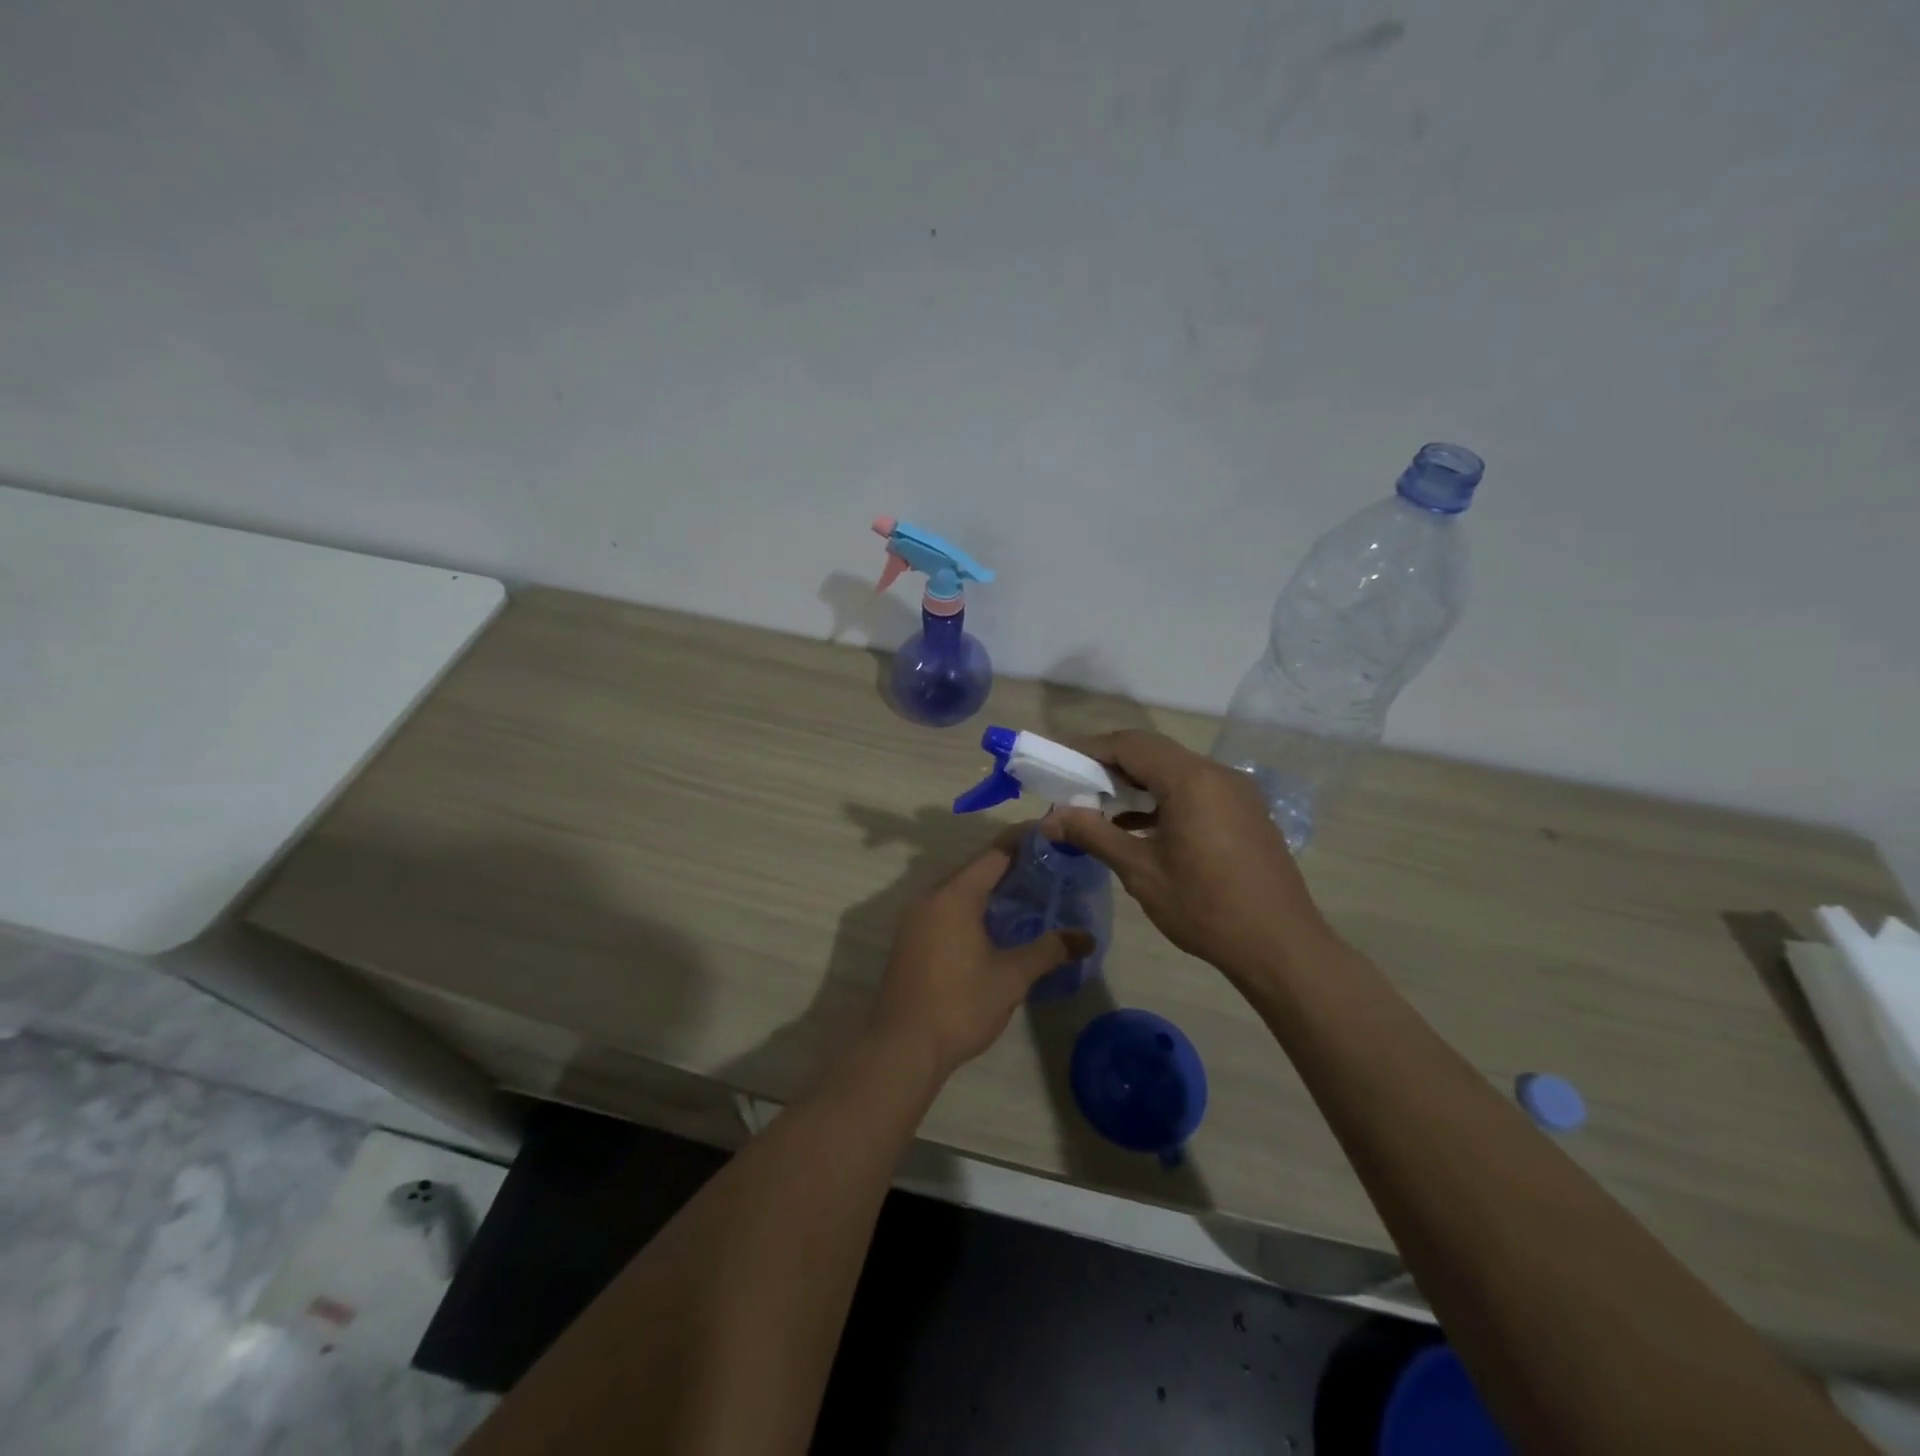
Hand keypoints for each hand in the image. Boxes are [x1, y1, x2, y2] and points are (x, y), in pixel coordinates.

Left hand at [872, 830, 1093, 1076]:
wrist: (903, 1047)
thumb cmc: (960, 1005)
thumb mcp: (1012, 977)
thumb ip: (1049, 950)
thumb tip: (1086, 937)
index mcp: (955, 896)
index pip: (994, 854)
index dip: (1023, 842)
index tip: (1050, 835)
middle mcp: (930, 897)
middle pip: (974, 869)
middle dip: (1009, 866)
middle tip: (1046, 869)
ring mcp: (914, 919)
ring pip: (957, 890)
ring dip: (988, 889)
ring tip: (1025, 895)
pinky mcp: (909, 939)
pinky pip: (944, 909)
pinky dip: (970, 907)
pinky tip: (992, 926)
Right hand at [1040, 731, 1330, 979]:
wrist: (1280, 946)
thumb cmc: (1205, 907)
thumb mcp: (1141, 871)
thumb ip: (1093, 835)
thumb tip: (1049, 819)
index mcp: (1191, 780)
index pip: (1130, 745)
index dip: (1090, 749)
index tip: (1059, 764)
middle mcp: (1216, 774)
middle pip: (1153, 752)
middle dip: (1110, 764)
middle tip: (1074, 785)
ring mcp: (1236, 792)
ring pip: (1174, 771)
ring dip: (1136, 782)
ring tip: (1100, 806)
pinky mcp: (1244, 812)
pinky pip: (1195, 790)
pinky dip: (1162, 799)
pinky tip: (1138, 826)